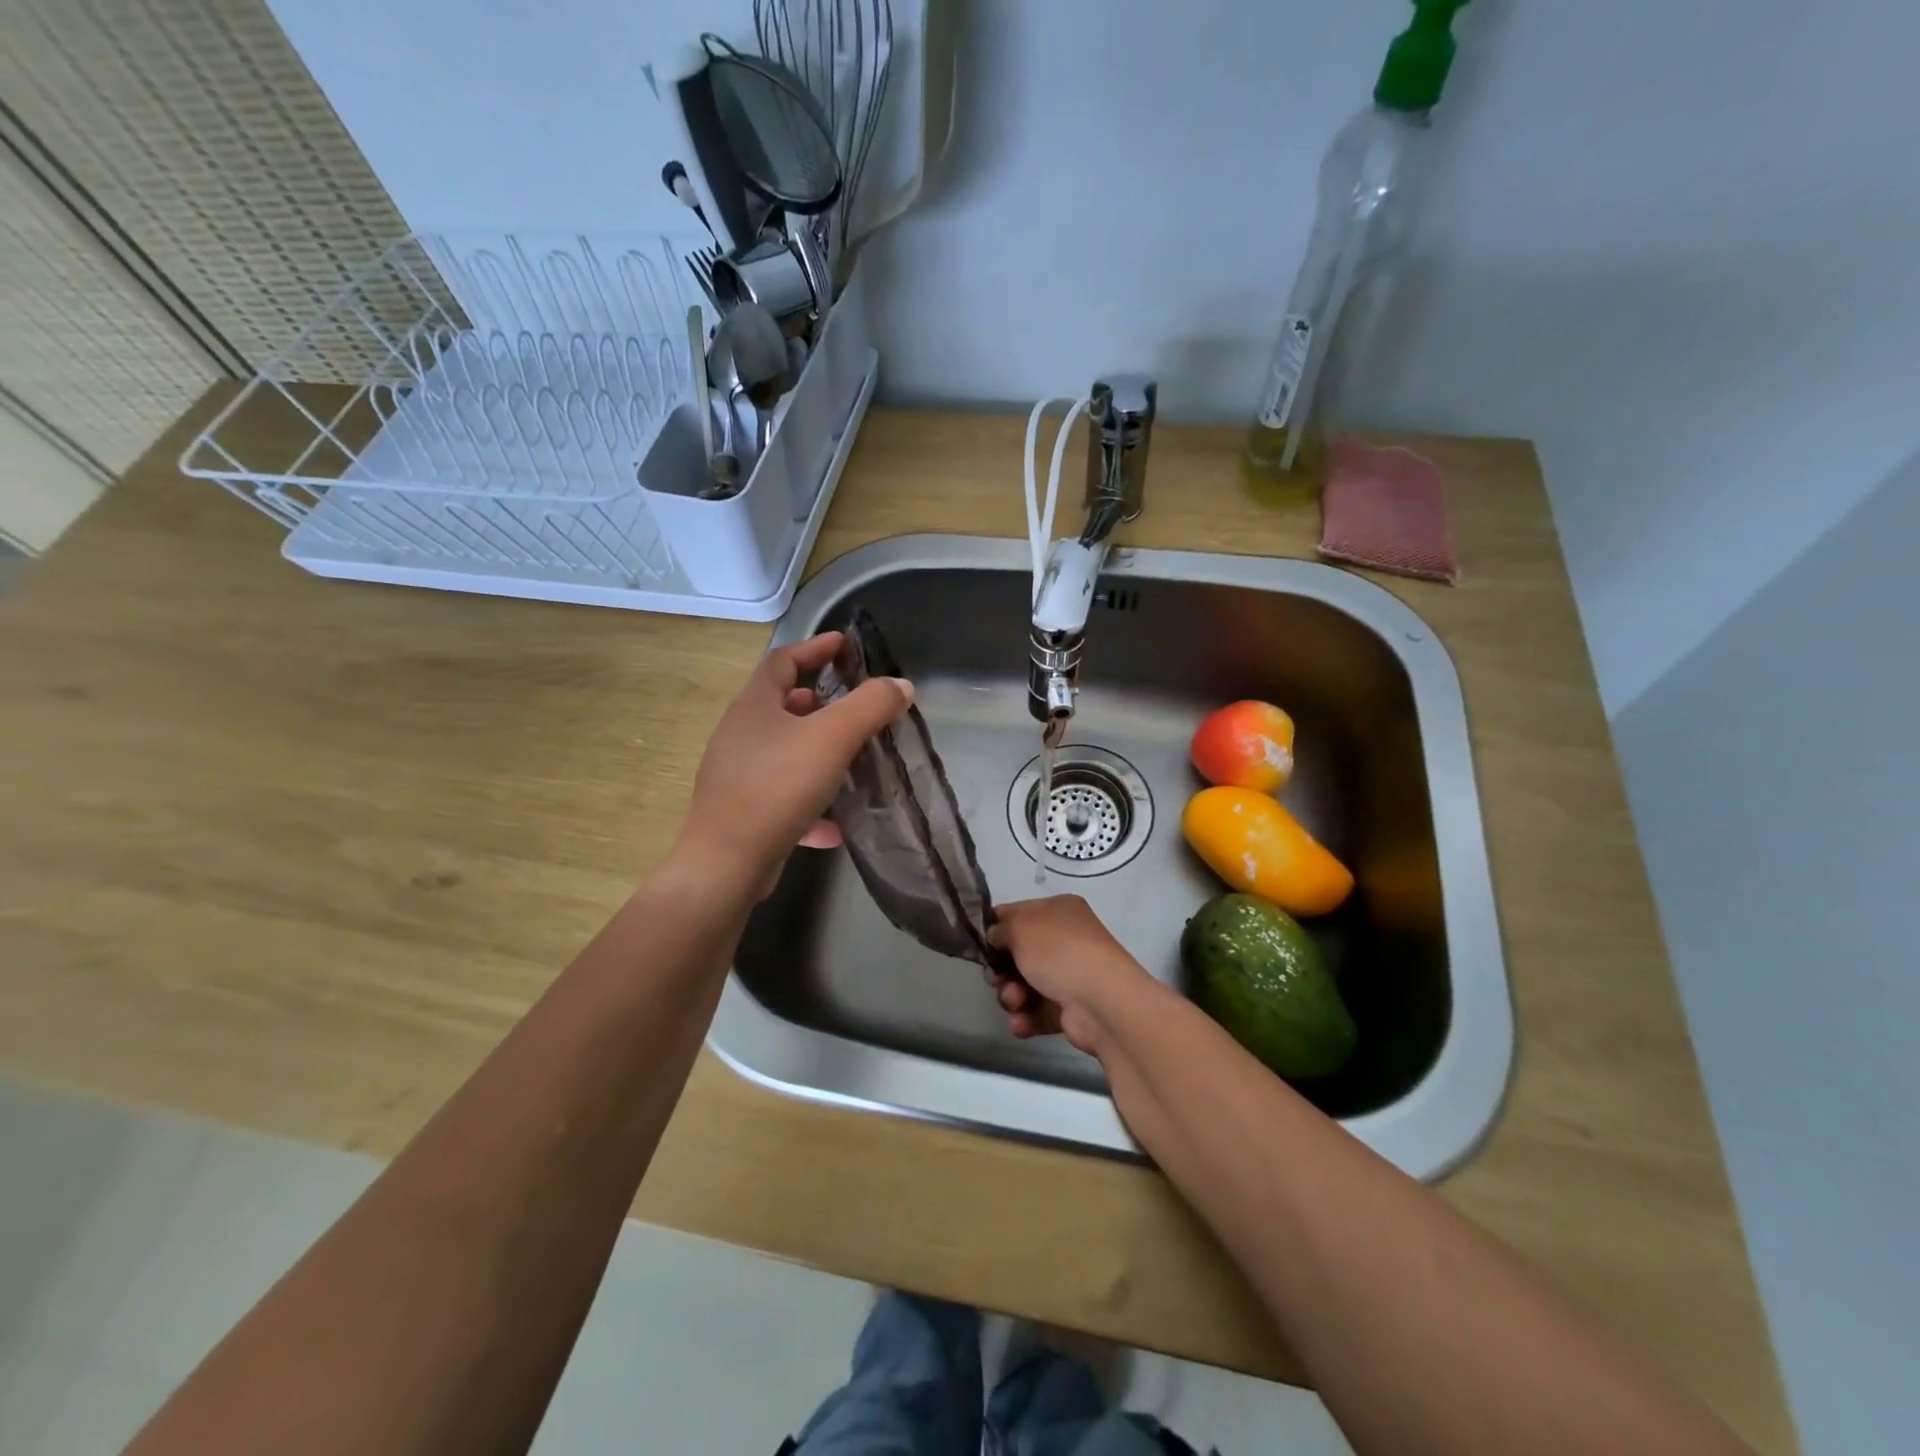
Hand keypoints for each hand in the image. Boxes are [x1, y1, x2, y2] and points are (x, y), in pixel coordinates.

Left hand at [674, 632, 911, 890]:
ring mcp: (737, 774)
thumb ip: (870, 706)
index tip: (843, 644)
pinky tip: (833, 826)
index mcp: (754, 706)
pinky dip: (810, 802)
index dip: (815, 648)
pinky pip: (782, 796)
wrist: (728, 863)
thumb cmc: (778, 787)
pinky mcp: (742, 811)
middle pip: (782, 706)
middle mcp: (740, 734)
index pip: (783, 661)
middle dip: (819, 703)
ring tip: (851, 761)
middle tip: (853, 707)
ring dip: (817, 752)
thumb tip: (901, 686)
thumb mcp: (832, 738)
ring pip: (784, 752)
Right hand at [986, 896, 1154, 1055]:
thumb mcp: (1020, 928)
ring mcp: (1069, 975)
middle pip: (1019, 954)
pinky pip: (1037, 1012)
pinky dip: (1026, 1018)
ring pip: (1025, 985)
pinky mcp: (1070, 1009)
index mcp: (1059, 911)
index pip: (1018, 913)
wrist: (1102, 1001)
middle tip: (996, 978)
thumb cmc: (1059, 952)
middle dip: (1002, 970)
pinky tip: (1022, 1022)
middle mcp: (1066, 940)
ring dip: (1012, 996)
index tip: (977, 943)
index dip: (995, 927)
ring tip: (1016, 1001)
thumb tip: (995, 936)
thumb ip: (1000, 930)